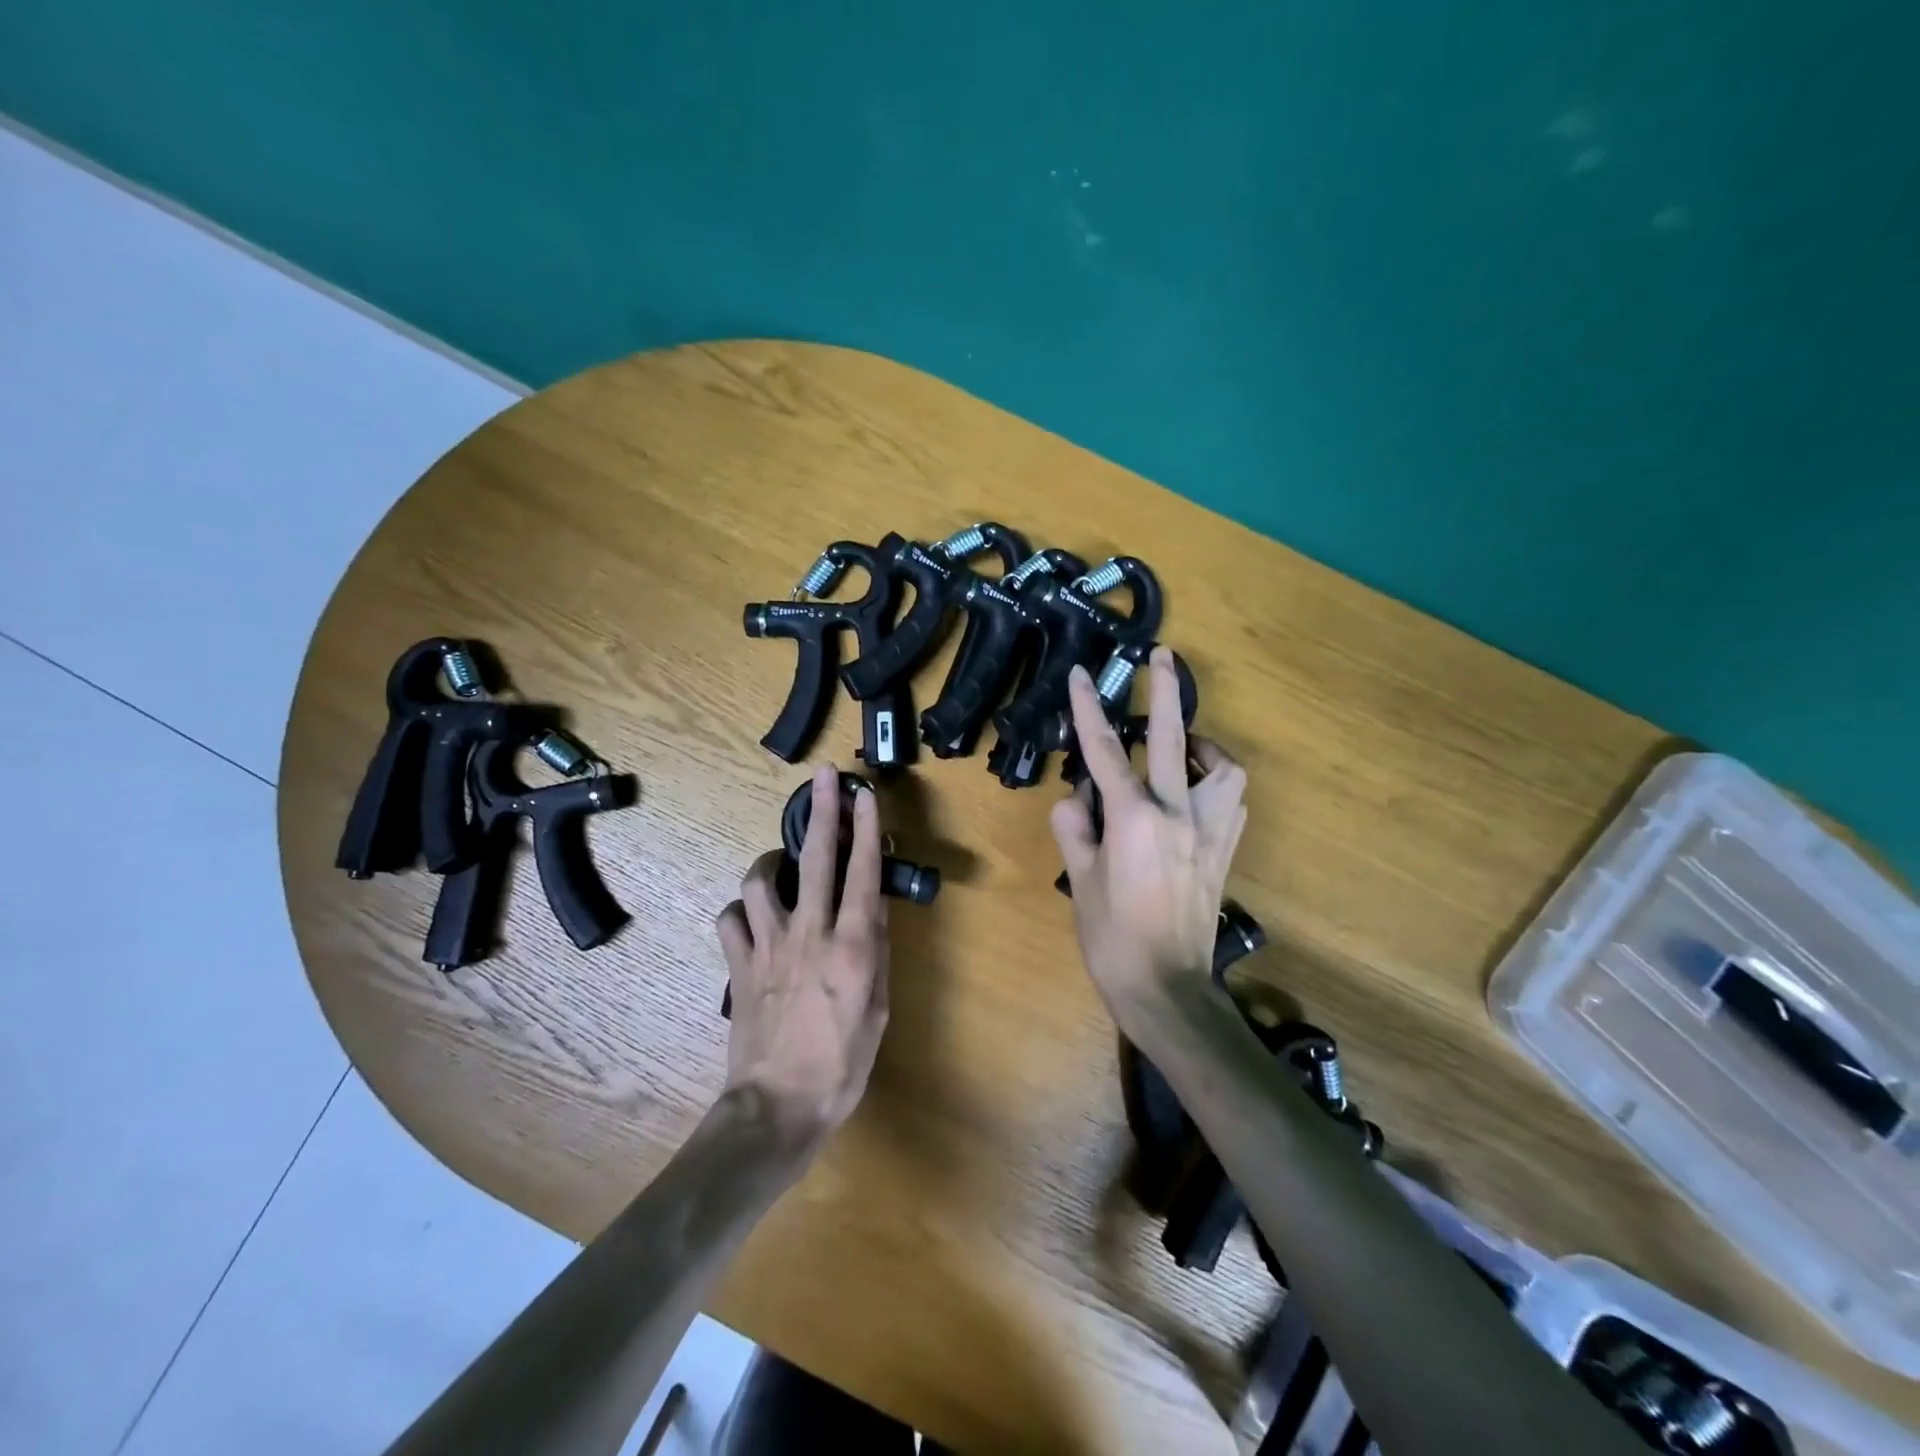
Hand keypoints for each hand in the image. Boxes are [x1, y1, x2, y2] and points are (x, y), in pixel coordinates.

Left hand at [716, 765, 890, 1137]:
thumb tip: (873, 904)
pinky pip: (730, 919)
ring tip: (780, 864)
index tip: (865, 793)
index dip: (866, 827)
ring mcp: (767, 946)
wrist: (777, 1108)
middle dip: (821, 811)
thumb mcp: (878, 1008)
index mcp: (850, 945)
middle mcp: (808, 933)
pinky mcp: (738, 964)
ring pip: (759, 880)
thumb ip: (875, 950)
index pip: (862, 872)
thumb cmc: (841, 1064)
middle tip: (824, 777)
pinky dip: (740, 911)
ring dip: (771, 862)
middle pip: (814, 858)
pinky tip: (751, 916)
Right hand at [1050, 647, 1248, 1017]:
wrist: (1167, 988)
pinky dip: (1216, 784)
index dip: (1087, 708)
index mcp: (1135, 819)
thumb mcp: (1080, 880)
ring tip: (1184, 744)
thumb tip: (1078, 799)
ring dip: (1203, 745)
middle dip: (1164, 691)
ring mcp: (1209, 832)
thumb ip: (1075, 827)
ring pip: (1222, 768)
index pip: (1104, 751)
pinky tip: (1198, 790)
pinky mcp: (1225, 851)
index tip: (1080, 674)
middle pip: (1172, 738)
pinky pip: (1232, 801)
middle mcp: (1178, 814)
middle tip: (1163, 655)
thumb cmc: (1112, 937)